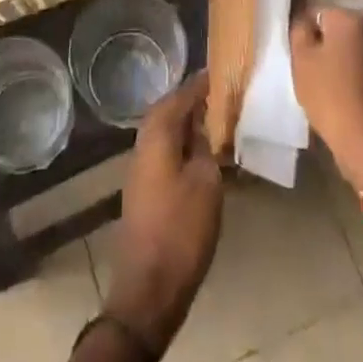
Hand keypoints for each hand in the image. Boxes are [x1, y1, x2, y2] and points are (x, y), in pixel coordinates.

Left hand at [105, 72, 222, 352]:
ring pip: (165, 131)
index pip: (181, 95)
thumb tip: (207, 125)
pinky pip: (164, 151)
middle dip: (193, 100)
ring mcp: (140, 168)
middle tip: (221, 94)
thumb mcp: (207, 184)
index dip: (202, 83)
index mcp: (158, 134)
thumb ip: (208, 147)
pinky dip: (182, 144)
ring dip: (187, 123)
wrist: (148, 290)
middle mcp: (143, 144)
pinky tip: (201, 154)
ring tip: (216, 121)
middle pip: (169, 110)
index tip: (223, 71)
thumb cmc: (181, 231)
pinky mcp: (143, 190)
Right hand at [290, 5, 362, 191]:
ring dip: (329, 59)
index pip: (315, 10)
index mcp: (350, 18)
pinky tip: (330, 92)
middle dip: (316, 42)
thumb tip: (301, 14)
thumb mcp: (301, 56)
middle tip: (299, 64)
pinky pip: (353, 66)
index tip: (291, 48)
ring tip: (313, 81)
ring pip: (343, 48)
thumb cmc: (327, 92)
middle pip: (331, 28)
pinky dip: (341, 74)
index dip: (299, 27)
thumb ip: (299, 28)